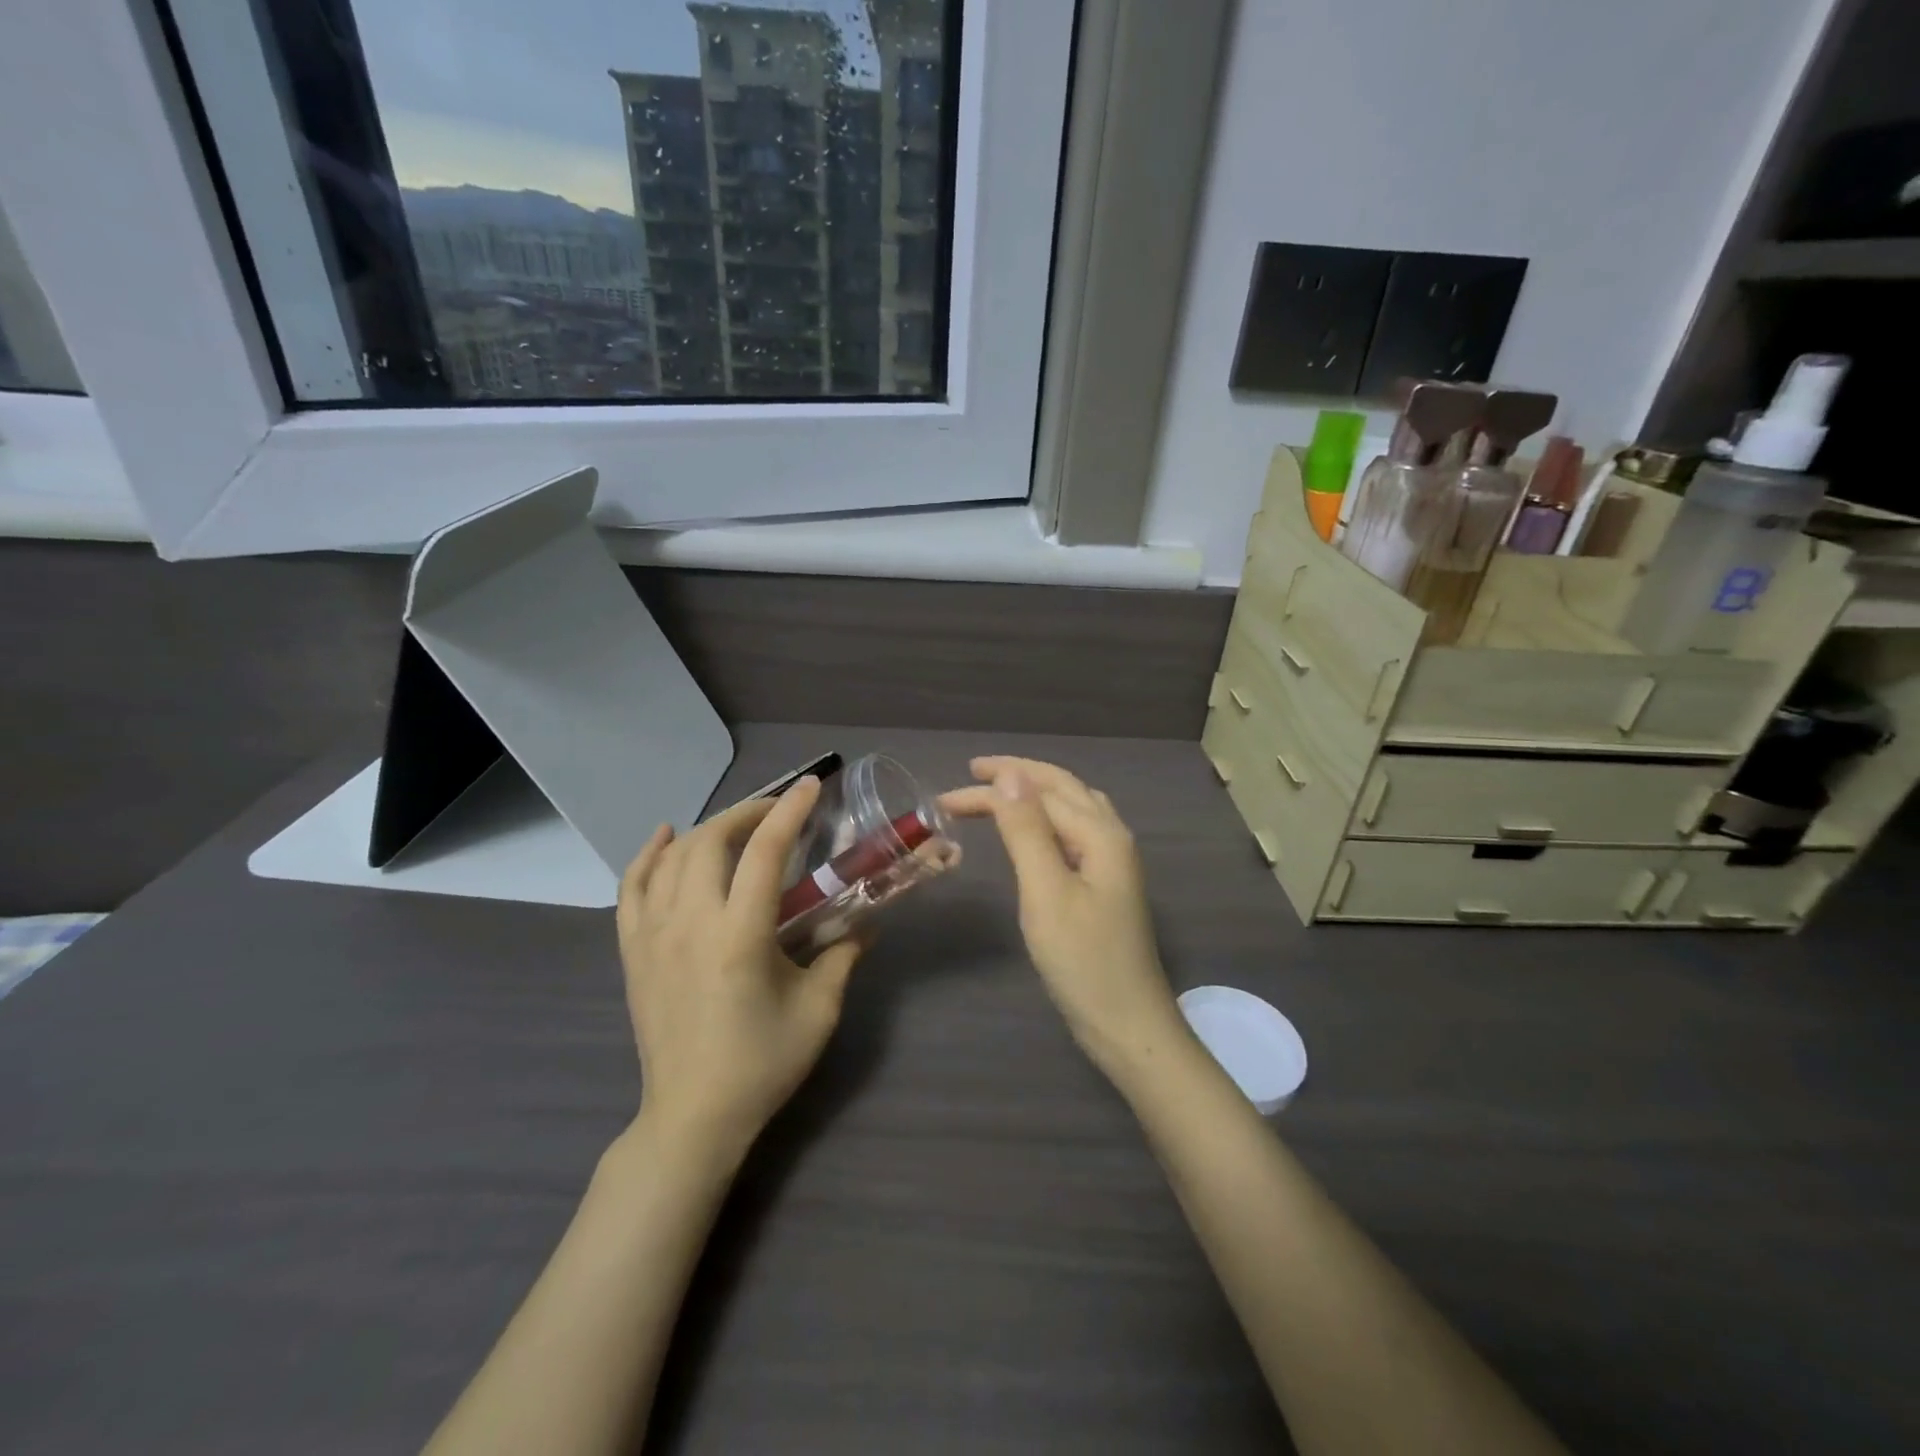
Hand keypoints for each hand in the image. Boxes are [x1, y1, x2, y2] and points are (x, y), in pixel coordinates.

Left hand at [617, 777, 863, 1155]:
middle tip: (779, 811)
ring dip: (708, 829)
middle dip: (748, 812)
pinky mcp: (633, 951)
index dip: (789, 811)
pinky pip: (632, 887)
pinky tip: (667, 837)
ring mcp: (653, 935)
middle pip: (712, 841)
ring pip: (673, 857)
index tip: (810, 786)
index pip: (765, 852)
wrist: (692, 1116)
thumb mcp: (819, 1010)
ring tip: (737, 826)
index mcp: (739, 936)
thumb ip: (844, 956)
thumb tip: (867, 923)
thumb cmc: (761, 1063)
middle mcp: (690, 923)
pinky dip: (648, 855)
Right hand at [943, 757, 1182, 1076]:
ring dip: (1034, 792)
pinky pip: (1074, 832)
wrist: (1127, 1024)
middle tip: (971, 773)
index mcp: (1101, 833)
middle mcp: (1112, 836)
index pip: (1038, 793)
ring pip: (1072, 807)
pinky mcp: (1105, 884)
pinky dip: (1046, 818)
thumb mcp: (1046, 892)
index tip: (945, 797)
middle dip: (1016, 776)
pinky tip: (1033, 830)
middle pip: (1062, 788)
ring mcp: (1113, 861)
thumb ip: (1027, 830)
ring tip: (999, 790)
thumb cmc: (1082, 960)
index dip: (992, 789)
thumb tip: (1009, 776)